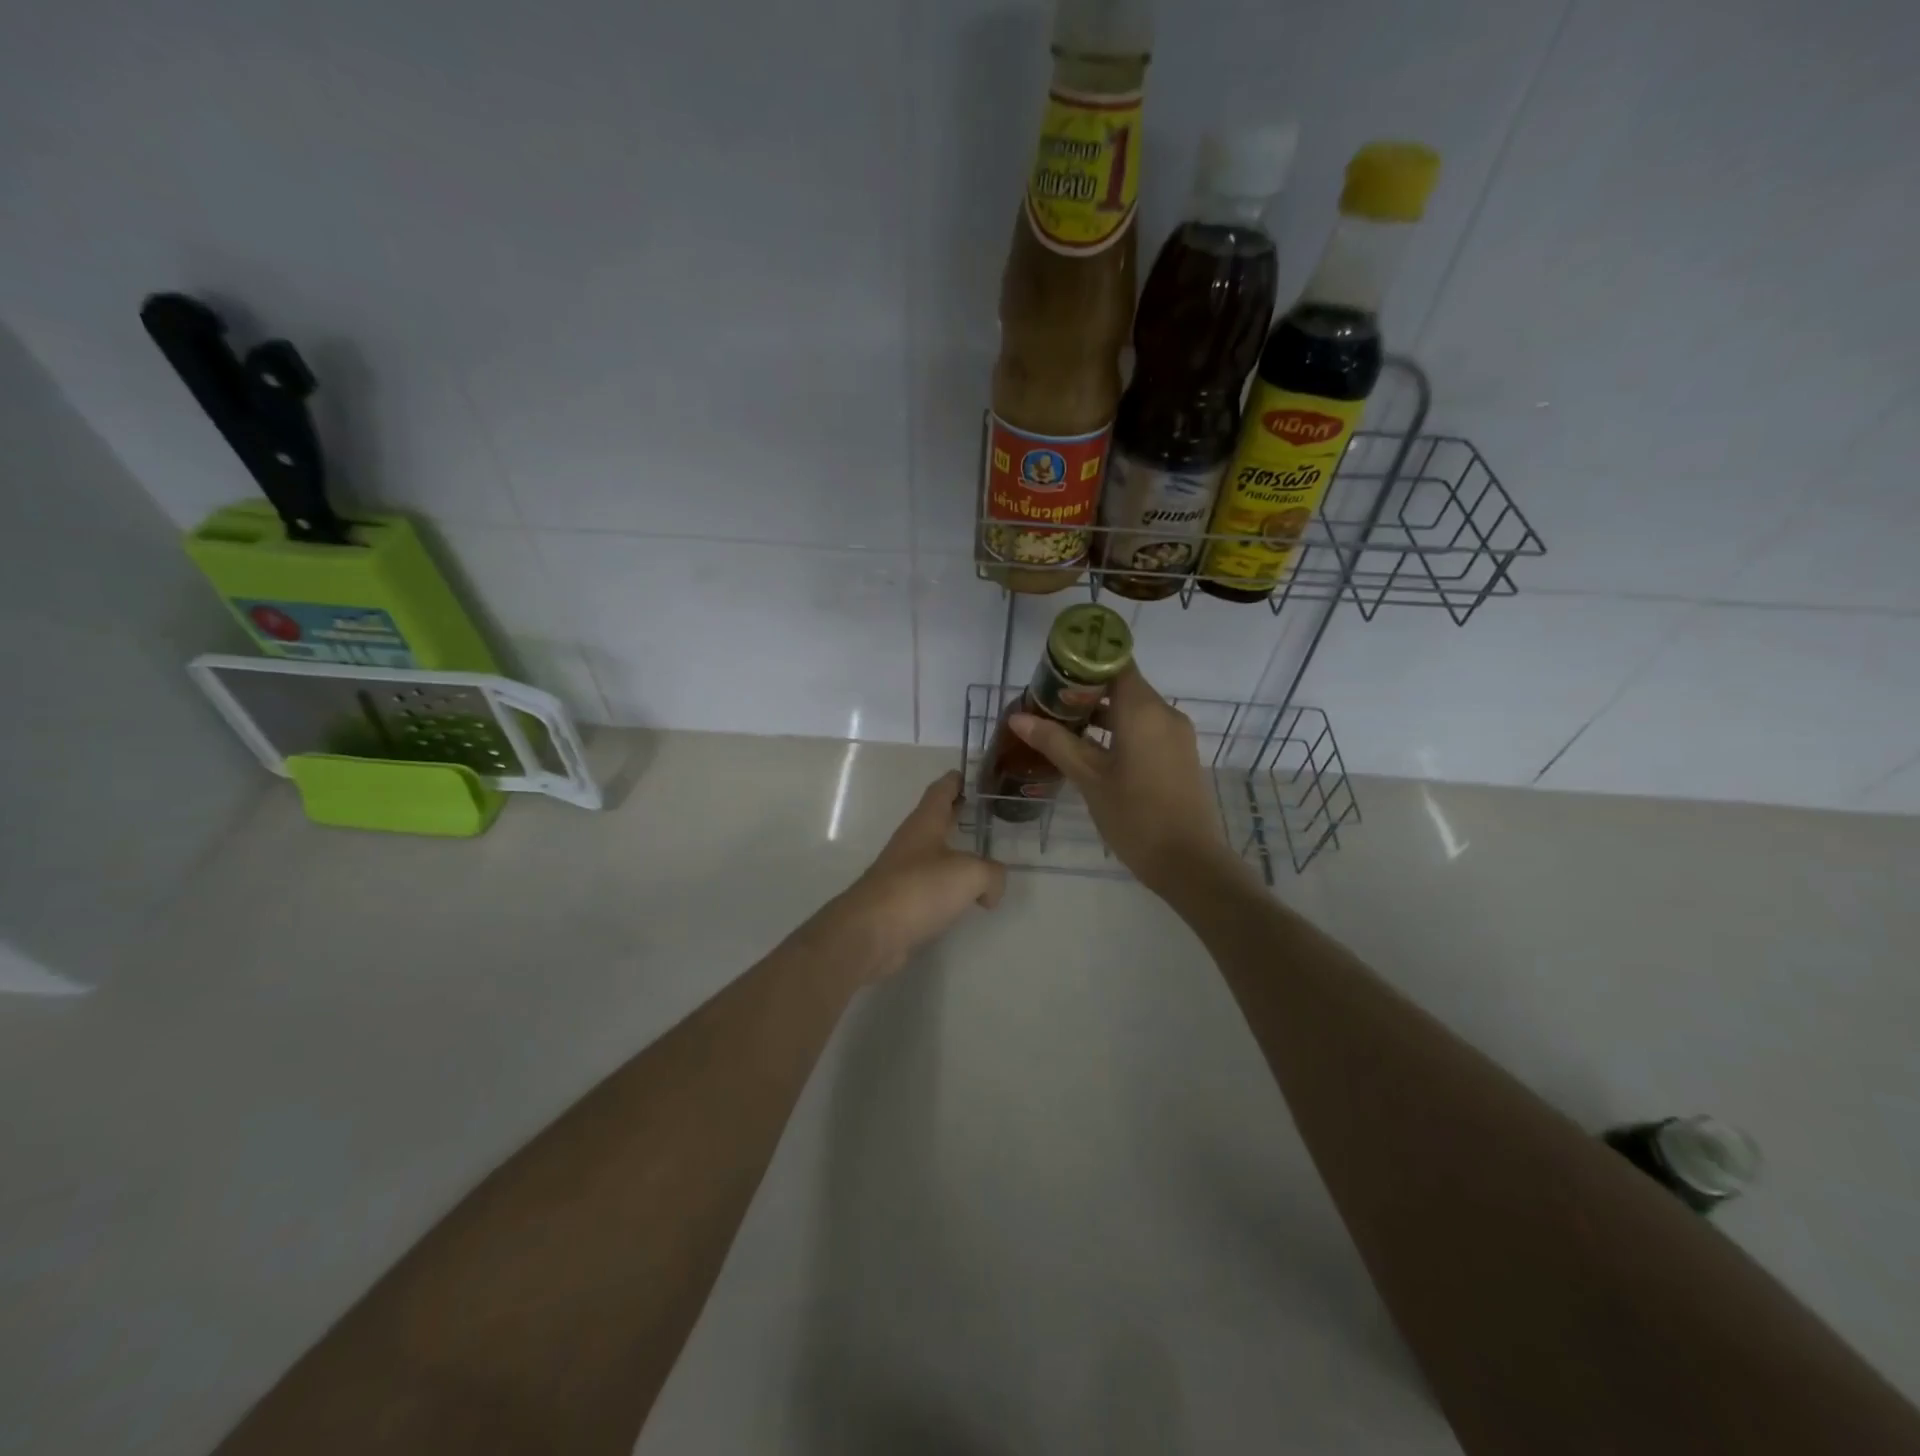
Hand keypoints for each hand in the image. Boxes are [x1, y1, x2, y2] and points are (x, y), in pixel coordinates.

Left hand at [815, 771, 1005, 980]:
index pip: (940, 791)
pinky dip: (948, 886)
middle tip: (979, 810)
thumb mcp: (970, 874)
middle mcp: (911, 842)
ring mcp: (902, 872)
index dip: (954, 780)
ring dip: (953, 851)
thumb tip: (991, 889)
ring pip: (933, 853)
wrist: (872, 932)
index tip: (966, 774)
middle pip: (935, 820)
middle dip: (955, 813)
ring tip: (979, 856)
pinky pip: (930, 885)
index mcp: (925, 823)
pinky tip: (963, 898)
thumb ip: (991, 874)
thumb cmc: (920, 888)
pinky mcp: (900, 901)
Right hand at [1010, 666, 1250, 899]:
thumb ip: (1055, 742)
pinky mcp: (1179, 755)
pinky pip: (1146, 728)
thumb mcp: (1089, 778)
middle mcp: (1164, 712)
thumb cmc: (1134, 815)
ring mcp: (1176, 734)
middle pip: (1123, 684)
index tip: (1053, 672)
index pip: (1115, 662)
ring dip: (1101, 712)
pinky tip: (1091, 750)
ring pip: (1134, 709)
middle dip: (1085, 690)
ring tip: (1062, 726)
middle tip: (1047, 702)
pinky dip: (1119, 729)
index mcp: (1143, 709)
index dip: (1084, 661)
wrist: (1188, 862)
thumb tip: (1017, 717)